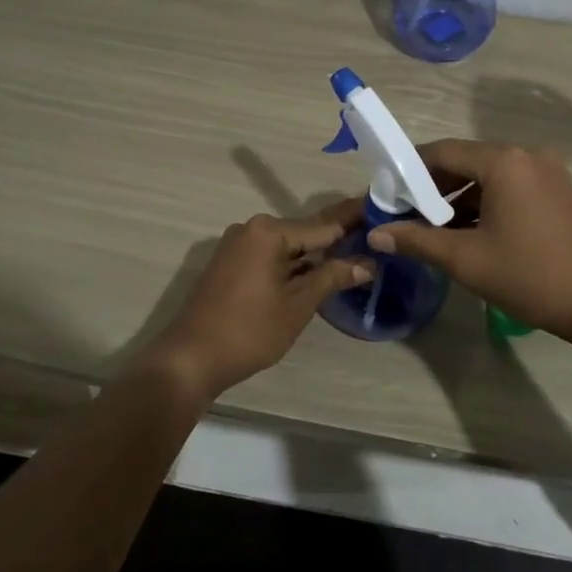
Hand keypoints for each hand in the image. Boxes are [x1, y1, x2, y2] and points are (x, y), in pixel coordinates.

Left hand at [142, 201, 370, 401]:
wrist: (189, 359)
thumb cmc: (249, 330)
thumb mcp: (298, 305)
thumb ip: (333, 277)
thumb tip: (368, 263)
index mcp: (269, 231)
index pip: (324, 224)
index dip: (355, 220)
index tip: (382, 212)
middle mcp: (252, 228)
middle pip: (305, 231)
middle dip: (337, 238)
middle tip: (374, 238)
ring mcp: (237, 245)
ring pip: (288, 245)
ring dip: (315, 253)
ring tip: (354, 255)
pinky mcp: (230, 263)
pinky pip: (270, 255)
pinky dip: (293, 263)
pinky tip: (316, 271)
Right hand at [366, 140, 571, 350]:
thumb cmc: (532, 276)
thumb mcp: (467, 260)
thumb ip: (418, 241)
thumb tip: (376, 234)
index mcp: (503, 162)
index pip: (442, 152)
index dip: (410, 170)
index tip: (388, 192)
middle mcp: (527, 156)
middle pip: (467, 161)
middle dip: (434, 187)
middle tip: (407, 214)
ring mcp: (549, 173)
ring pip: (491, 177)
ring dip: (461, 198)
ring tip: (436, 229)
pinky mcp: (562, 192)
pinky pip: (513, 188)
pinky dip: (488, 204)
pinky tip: (473, 233)